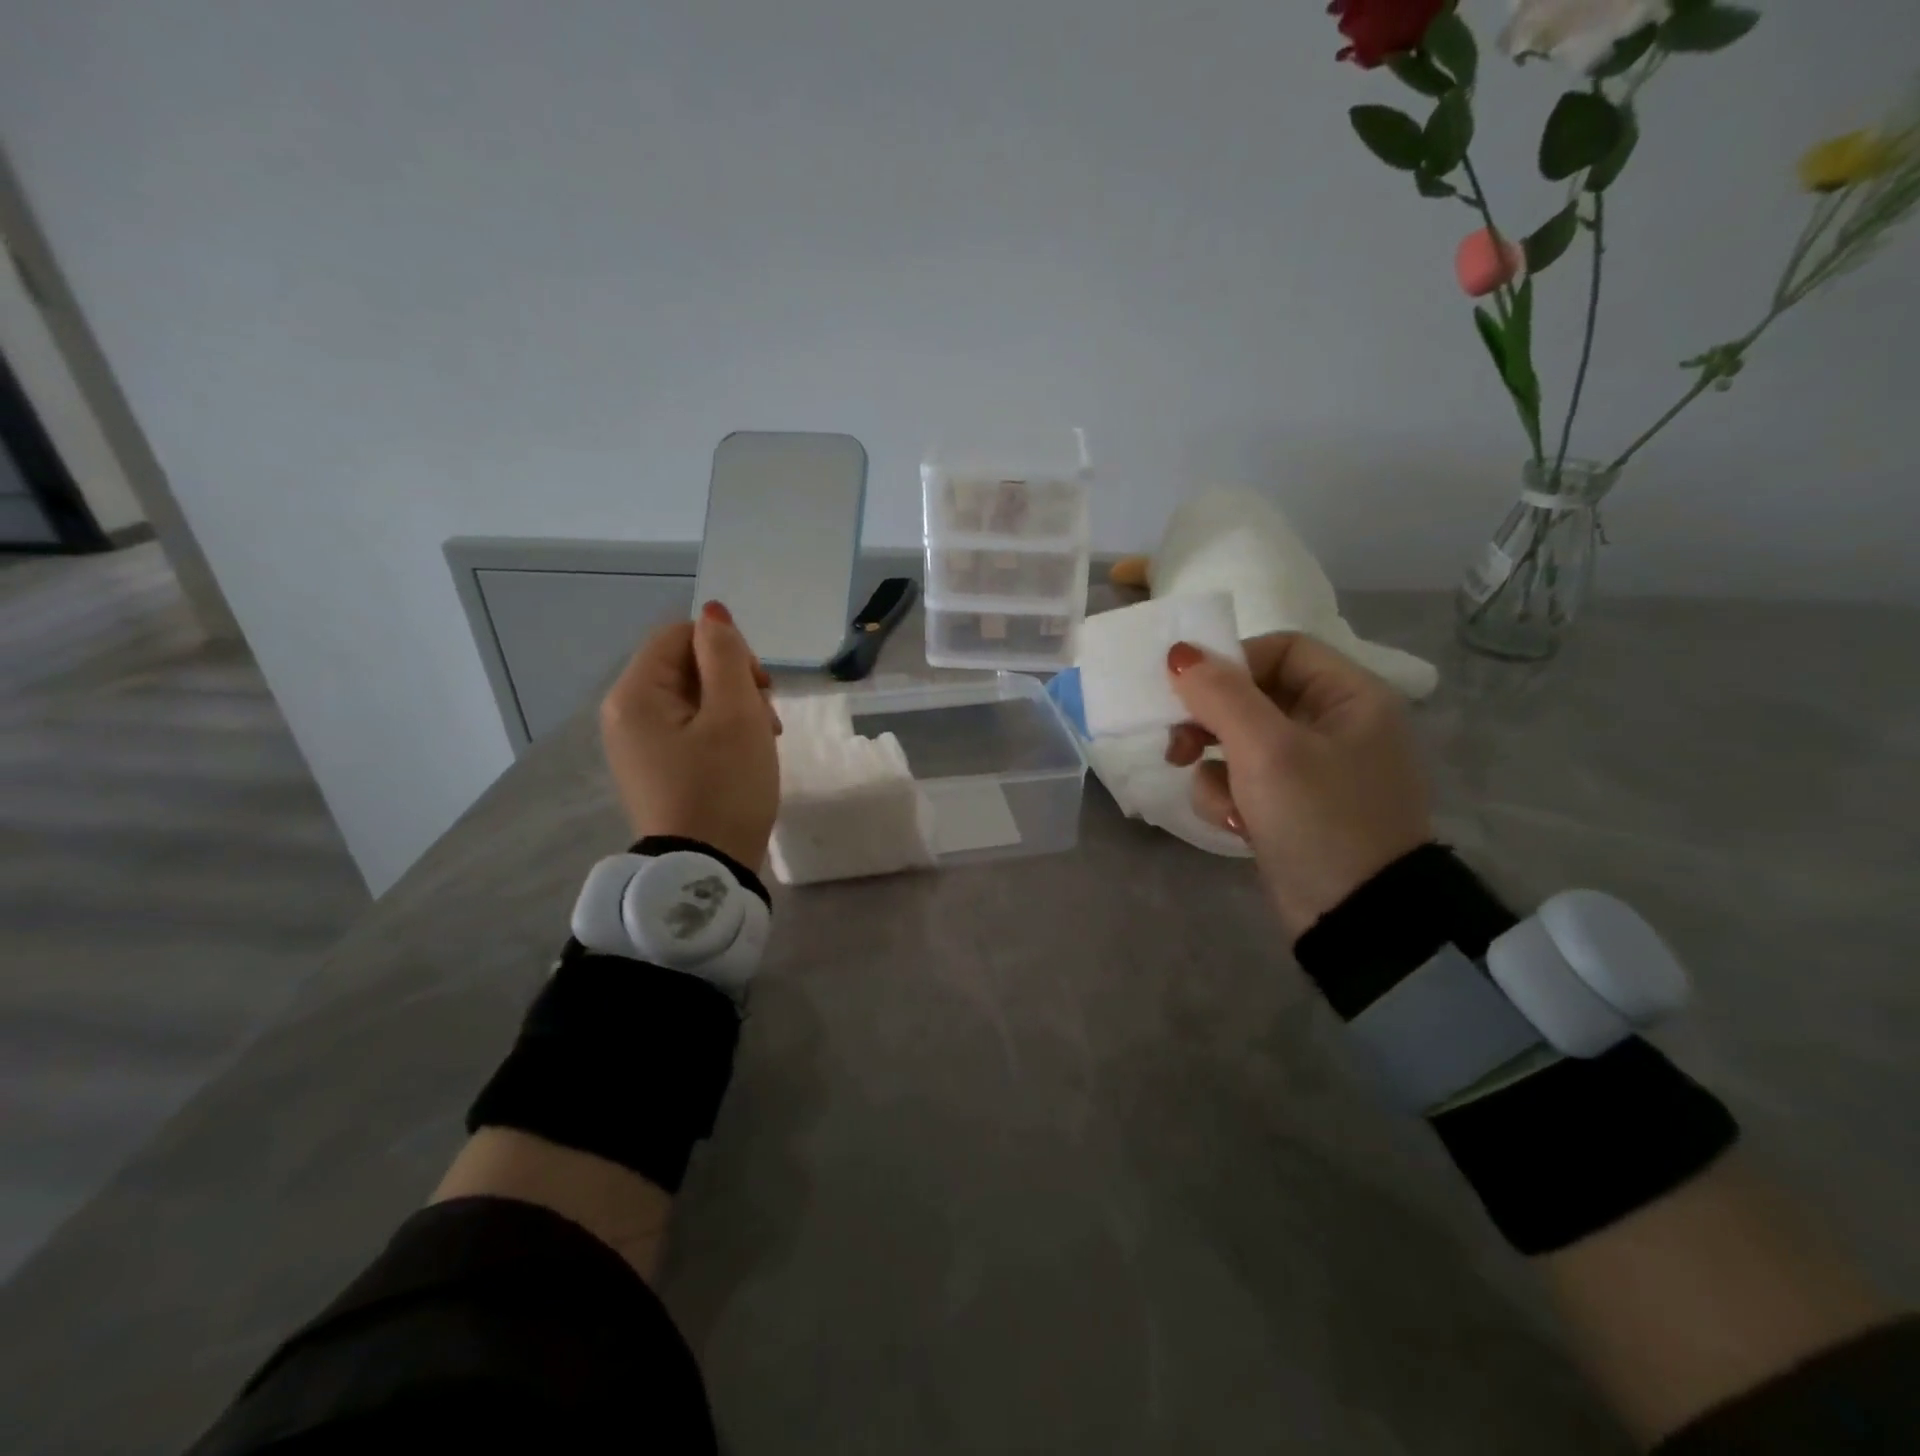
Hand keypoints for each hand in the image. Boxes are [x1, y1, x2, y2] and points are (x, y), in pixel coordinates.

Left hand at [599, 602, 780, 868]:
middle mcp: (625, 714)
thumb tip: (712, 612)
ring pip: (693, 699)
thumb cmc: (724, 787)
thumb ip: (725, 656)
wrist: (705, 870)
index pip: (680, 635)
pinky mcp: (655, 769)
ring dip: (734, 708)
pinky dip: (721, 733)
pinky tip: (745, 757)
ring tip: (764, 741)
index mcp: (636, 694)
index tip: (760, 686)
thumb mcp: (735, 715)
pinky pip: (689, 730)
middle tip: (767, 719)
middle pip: (685, 666)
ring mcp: (638, 745)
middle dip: (734, 682)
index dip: (727, 648)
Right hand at [1165, 632, 1432, 940]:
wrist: (1356, 918)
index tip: (1189, 690)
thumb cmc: (1319, 819)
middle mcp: (1335, 725)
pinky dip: (1229, 798)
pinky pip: (1243, 781)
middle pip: (1254, 696)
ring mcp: (1313, 770)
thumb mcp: (1267, 750)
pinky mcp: (1291, 807)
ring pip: (1239, 742)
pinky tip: (1235, 825)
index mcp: (1350, 697)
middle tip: (1178, 745)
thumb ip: (1221, 695)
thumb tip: (1180, 653)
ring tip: (1221, 801)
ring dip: (1215, 769)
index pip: (1281, 649)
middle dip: (1211, 723)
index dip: (1232, 663)